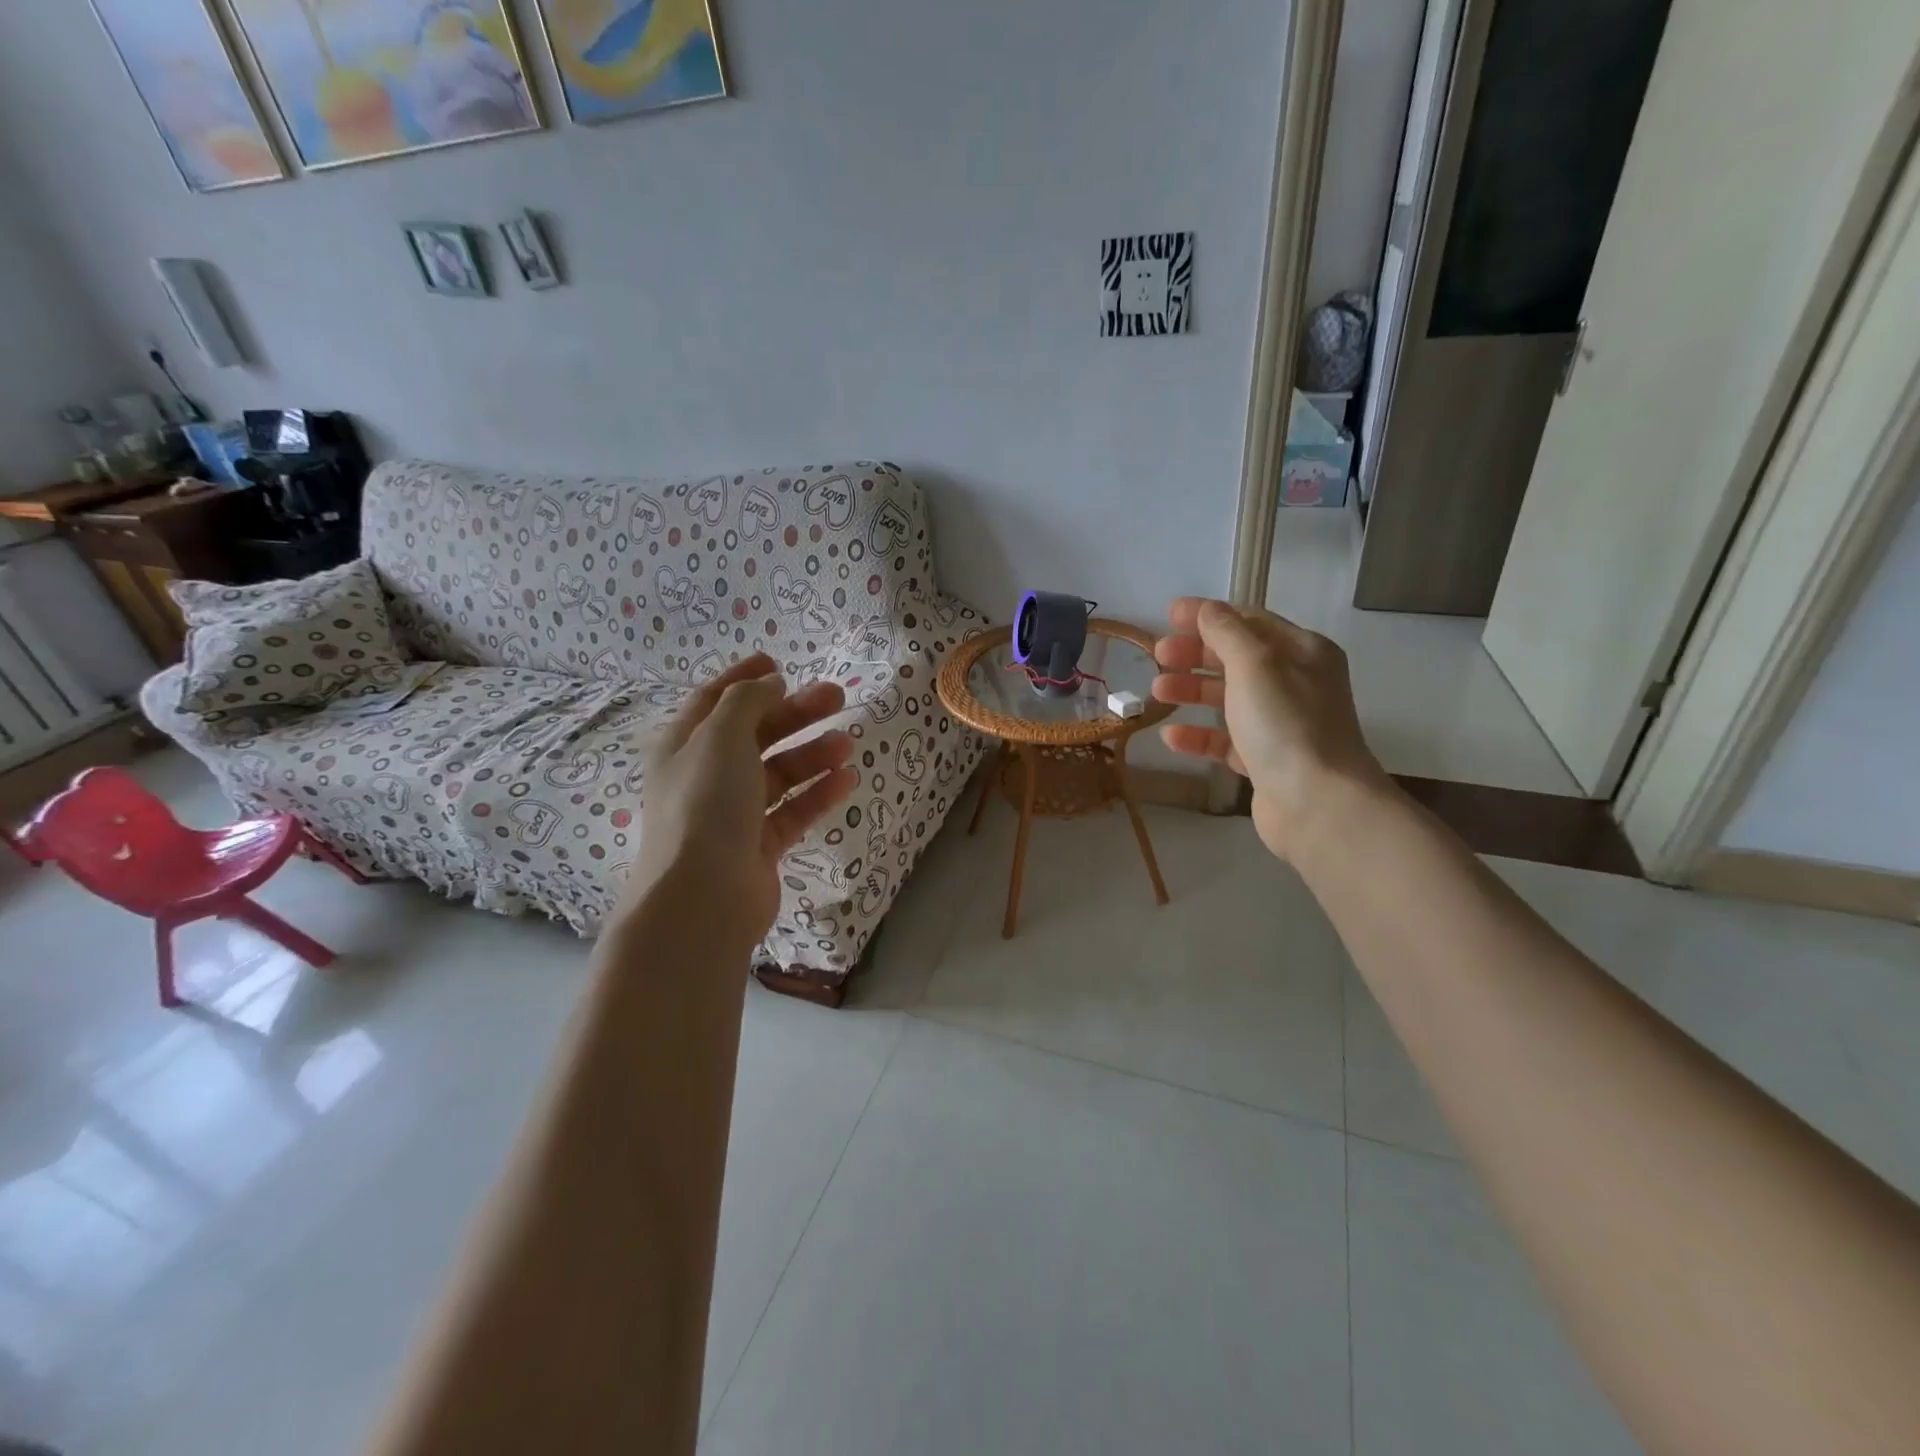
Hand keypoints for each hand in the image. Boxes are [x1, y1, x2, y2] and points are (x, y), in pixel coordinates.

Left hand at [629, 653, 857, 939]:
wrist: (703, 896)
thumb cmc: (706, 803)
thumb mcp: (721, 736)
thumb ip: (747, 700)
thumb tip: (770, 683)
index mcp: (684, 745)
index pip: (714, 700)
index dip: (744, 678)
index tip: (779, 663)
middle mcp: (706, 776)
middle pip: (755, 734)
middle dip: (795, 713)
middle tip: (837, 697)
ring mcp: (733, 814)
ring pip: (778, 773)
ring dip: (812, 754)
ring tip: (848, 743)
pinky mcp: (759, 846)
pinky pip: (793, 811)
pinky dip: (817, 793)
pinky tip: (846, 779)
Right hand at [1151, 598, 1388, 860]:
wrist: (1317, 803)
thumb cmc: (1286, 724)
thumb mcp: (1254, 665)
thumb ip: (1227, 633)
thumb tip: (1207, 609)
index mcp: (1303, 652)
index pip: (1250, 621)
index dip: (1208, 615)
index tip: (1167, 614)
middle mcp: (1296, 684)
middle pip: (1237, 659)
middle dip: (1196, 654)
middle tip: (1158, 655)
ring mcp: (1282, 724)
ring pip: (1229, 699)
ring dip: (1192, 691)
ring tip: (1157, 692)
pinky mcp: (1267, 761)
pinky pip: (1226, 740)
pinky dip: (1199, 735)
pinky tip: (1170, 738)